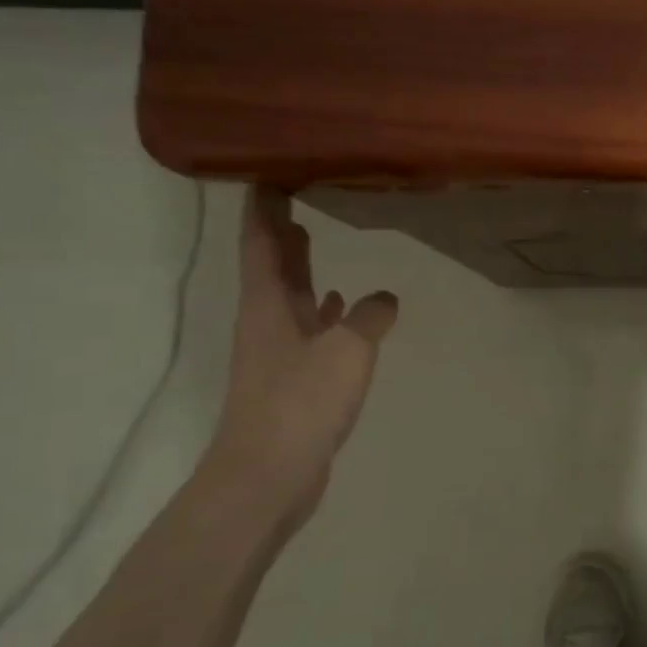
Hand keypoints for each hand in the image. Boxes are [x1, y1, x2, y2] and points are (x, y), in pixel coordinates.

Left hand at [204, 187, 398, 533]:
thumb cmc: (301, 402)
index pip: (262, 241)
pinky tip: (341, 306)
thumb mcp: (347, 349)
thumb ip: (369, 316)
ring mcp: (278, 350)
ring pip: (289, 294)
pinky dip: (322, 310)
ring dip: (299, 265)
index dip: (264, 206)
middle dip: (279, 227)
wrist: (267, 475)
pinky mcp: (292, 378)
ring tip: (314, 234)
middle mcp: (267, 320)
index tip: (267, 171)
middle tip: (292, 191)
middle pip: (271, 263)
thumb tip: (384, 297)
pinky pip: (308, 327)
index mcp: (269, 303)